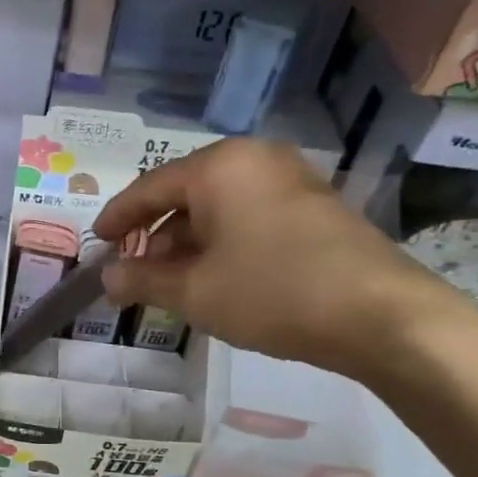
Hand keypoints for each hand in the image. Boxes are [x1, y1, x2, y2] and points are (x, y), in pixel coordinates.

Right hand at [94, 138, 472, 379]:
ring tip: (167, 283)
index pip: (149, 188)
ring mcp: (289, 180)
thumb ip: (142, 280)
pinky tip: (212, 277)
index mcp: (219, 167)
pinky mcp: (313, 206)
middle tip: (131, 271)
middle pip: (184, 194)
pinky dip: (221, 243)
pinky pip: (248, 216)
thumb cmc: (272, 292)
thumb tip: (107, 278)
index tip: (96, 244)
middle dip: (153, 235)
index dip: (117, 218)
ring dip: (186, 243)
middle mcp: (253, 160)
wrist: (381, 316)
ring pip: (217, 208)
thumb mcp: (194, 292)